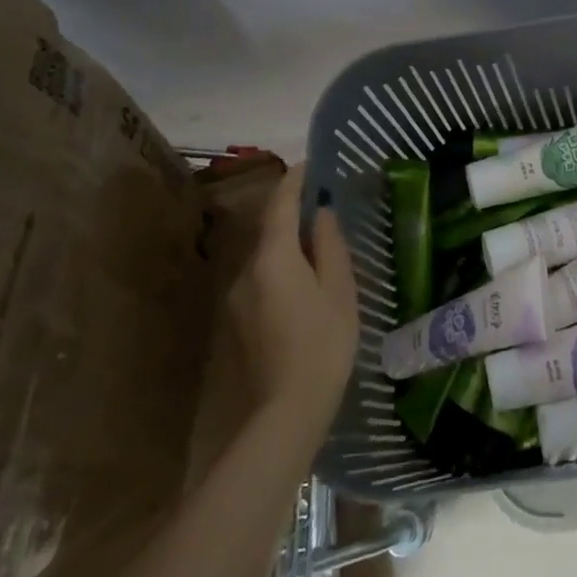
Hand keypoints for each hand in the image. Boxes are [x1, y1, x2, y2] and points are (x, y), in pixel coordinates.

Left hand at [223, 166, 358, 443]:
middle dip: (292, 212)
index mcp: (273, 257)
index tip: (311, 164)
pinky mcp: (237, 321)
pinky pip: (261, 279)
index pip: (280, 204)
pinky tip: (303, 285)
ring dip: (287, 244)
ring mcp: (237, 297)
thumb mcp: (339, 290)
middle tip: (323, 205)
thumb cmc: (323, 344)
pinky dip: (281, 269)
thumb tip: (321, 214)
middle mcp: (246, 270)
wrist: (285, 412)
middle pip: (270, 229)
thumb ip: (329, 246)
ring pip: (265, 256)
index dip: (295, 180)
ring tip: (318, 246)